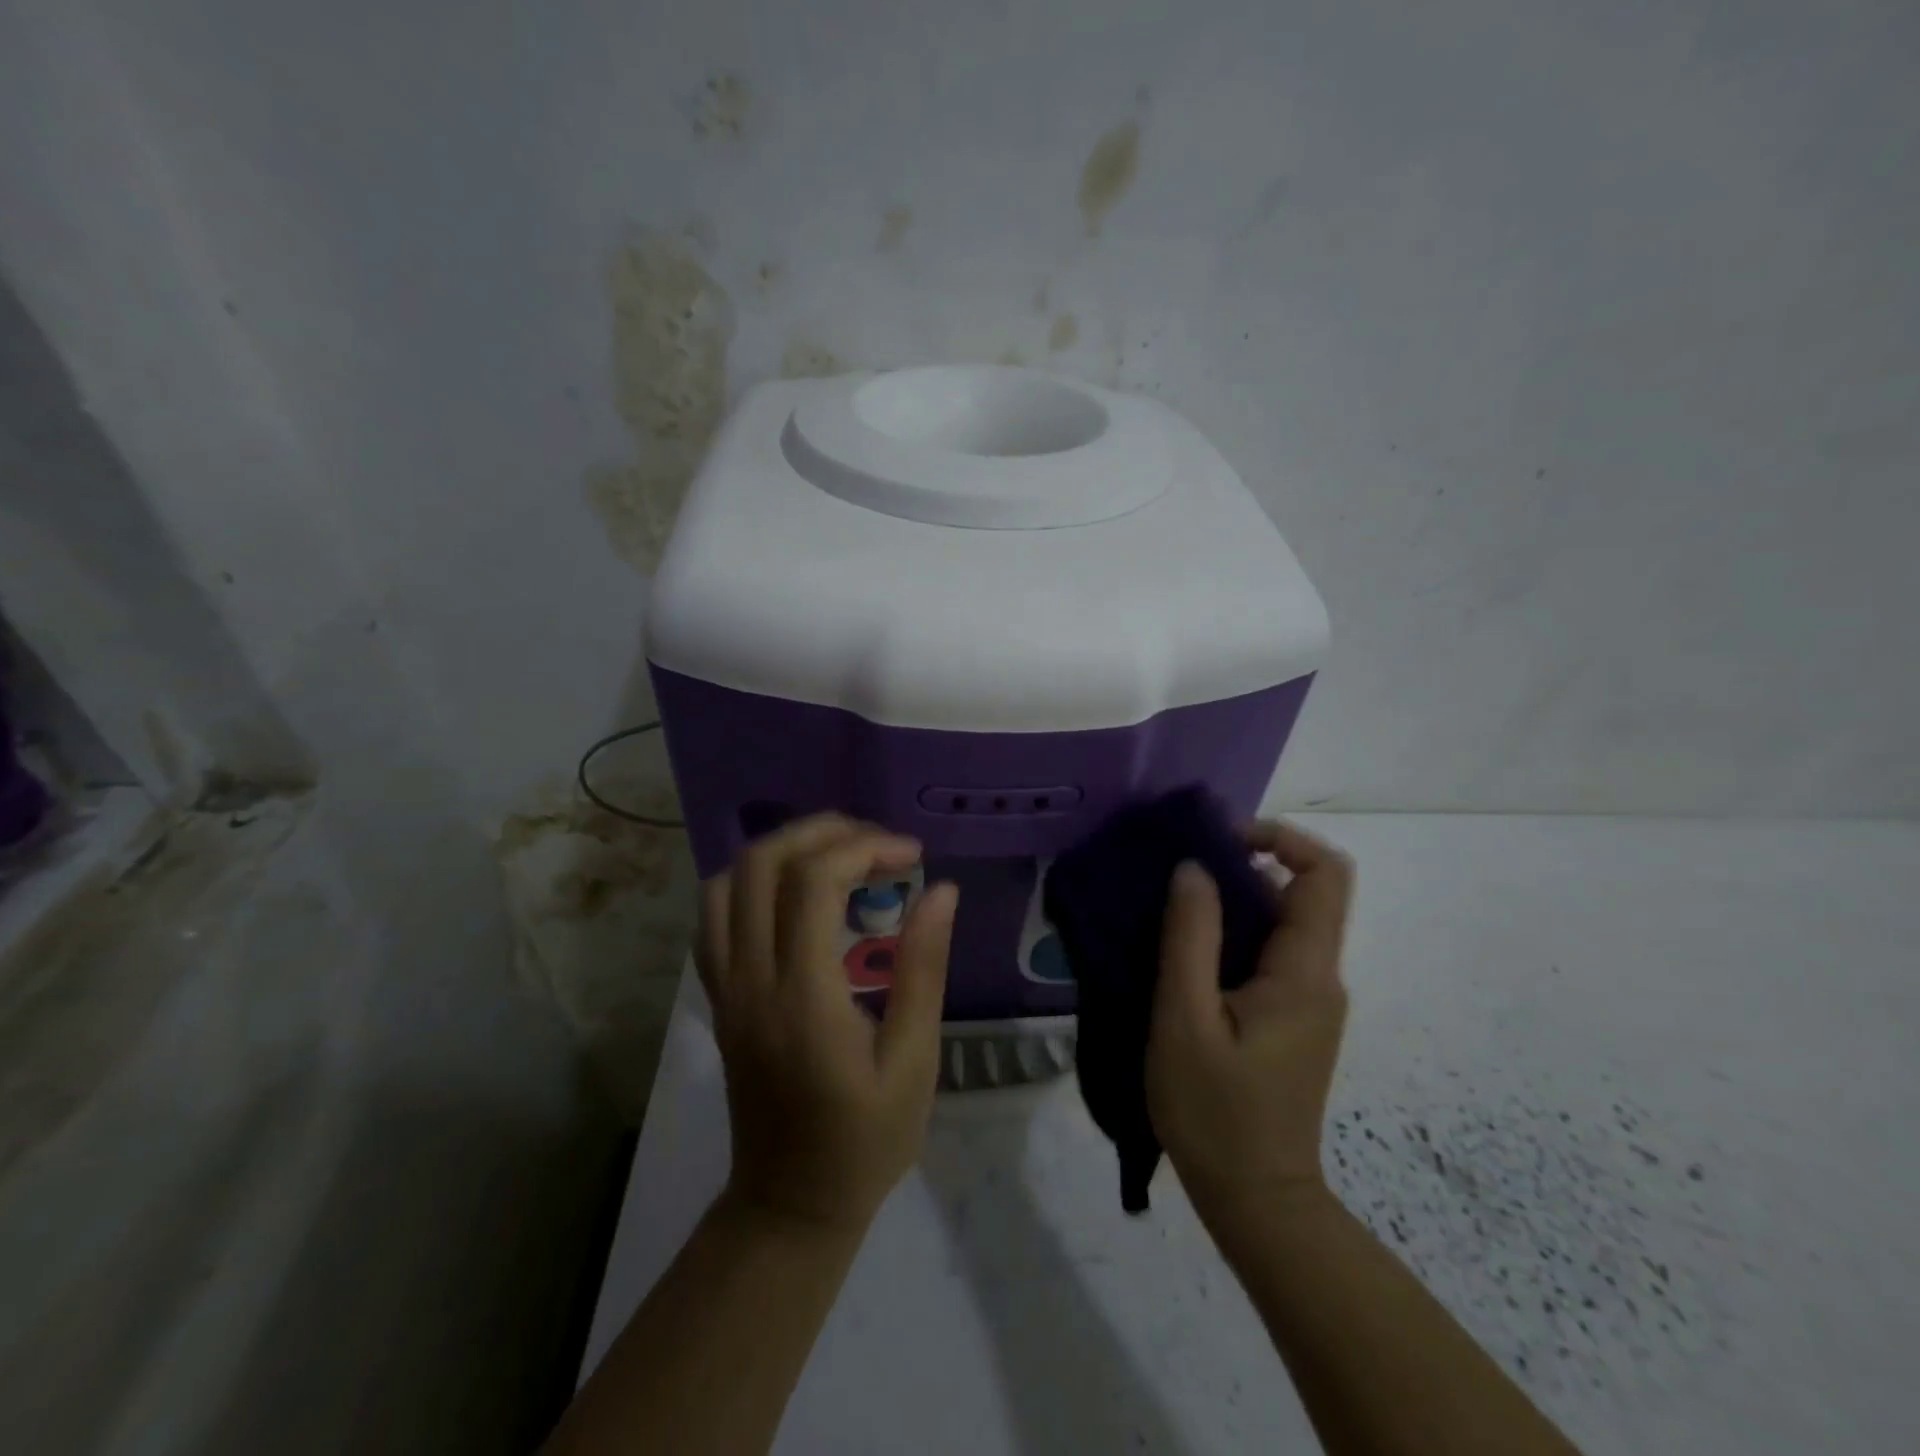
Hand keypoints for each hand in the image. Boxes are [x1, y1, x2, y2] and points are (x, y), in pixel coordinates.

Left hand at [697, 814, 959, 1232]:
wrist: (789, 1205)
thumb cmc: (864, 1140)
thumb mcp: (913, 1061)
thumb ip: (923, 969)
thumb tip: (941, 890)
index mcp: (802, 996)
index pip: (813, 882)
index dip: (864, 848)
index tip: (913, 855)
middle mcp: (751, 980)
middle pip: (761, 864)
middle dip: (822, 832)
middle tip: (877, 842)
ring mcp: (724, 987)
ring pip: (727, 882)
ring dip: (783, 850)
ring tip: (839, 856)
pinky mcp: (718, 997)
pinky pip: (715, 916)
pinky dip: (753, 882)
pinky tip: (795, 893)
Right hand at [1146, 820, 1354, 1228]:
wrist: (1255, 1200)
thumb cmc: (1215, 1111)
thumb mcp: (1186, 1019)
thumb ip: (1190, 937)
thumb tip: (1194, 868)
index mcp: (1304, 972)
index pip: (1324, 873)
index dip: (1280, 836)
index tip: (1219, 837)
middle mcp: (1319, 978)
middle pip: (1301, 893)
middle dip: (1242, 865)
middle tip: (1177, 870)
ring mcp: (1308, 1001)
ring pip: (1280, 923)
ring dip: (1231, 901)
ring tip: (1169, 904)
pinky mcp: (1290, 1020)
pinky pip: (1268, 954)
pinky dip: (1230, 935)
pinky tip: (1182, 951)